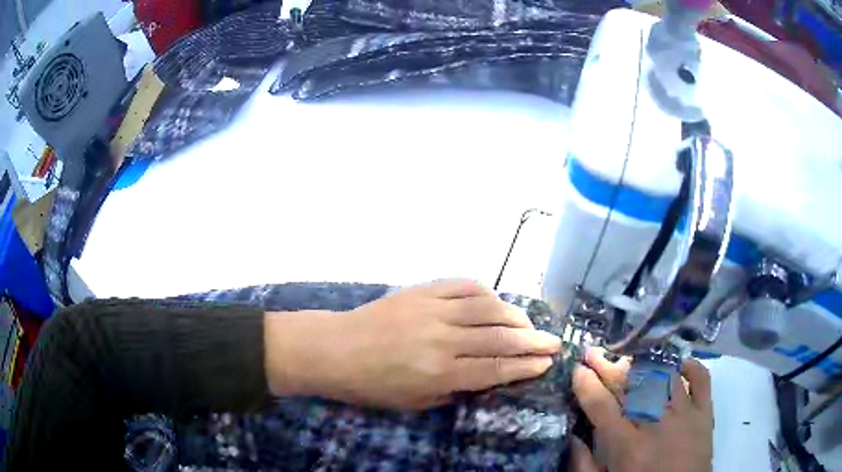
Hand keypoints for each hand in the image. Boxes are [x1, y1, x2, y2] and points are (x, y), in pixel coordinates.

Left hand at [265, 279, 561, 409]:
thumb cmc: (373, 385)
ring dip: (515, 315)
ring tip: (529, 324)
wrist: (336, 349)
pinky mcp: (422, 291)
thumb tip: (486, 376)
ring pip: (488, 307)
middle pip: (500, 337)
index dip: (526, 366)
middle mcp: (443, 339)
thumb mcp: (416, 402)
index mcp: (440, 372)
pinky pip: (463, 286)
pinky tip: (495, 301)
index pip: (496, 368)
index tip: (547, 362)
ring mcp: (433, 309)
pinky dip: (485, 292)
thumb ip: (455, 389)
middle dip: (533, 341)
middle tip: (554, 341)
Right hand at [570, 348, 713, 471]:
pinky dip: (690, 367)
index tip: (578, 369)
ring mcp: (685, 414)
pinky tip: (677, 364)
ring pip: (663, 376)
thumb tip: (571, 437)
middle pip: (630, 386)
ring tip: (629, 356)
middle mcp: (656, 424)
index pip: (602, 406)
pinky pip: (701, 379)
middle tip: (594, 352)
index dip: (587, 384)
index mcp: (628, 447)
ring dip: (643, 363)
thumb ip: (583, 465)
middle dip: (607, 366)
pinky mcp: (705, 412)